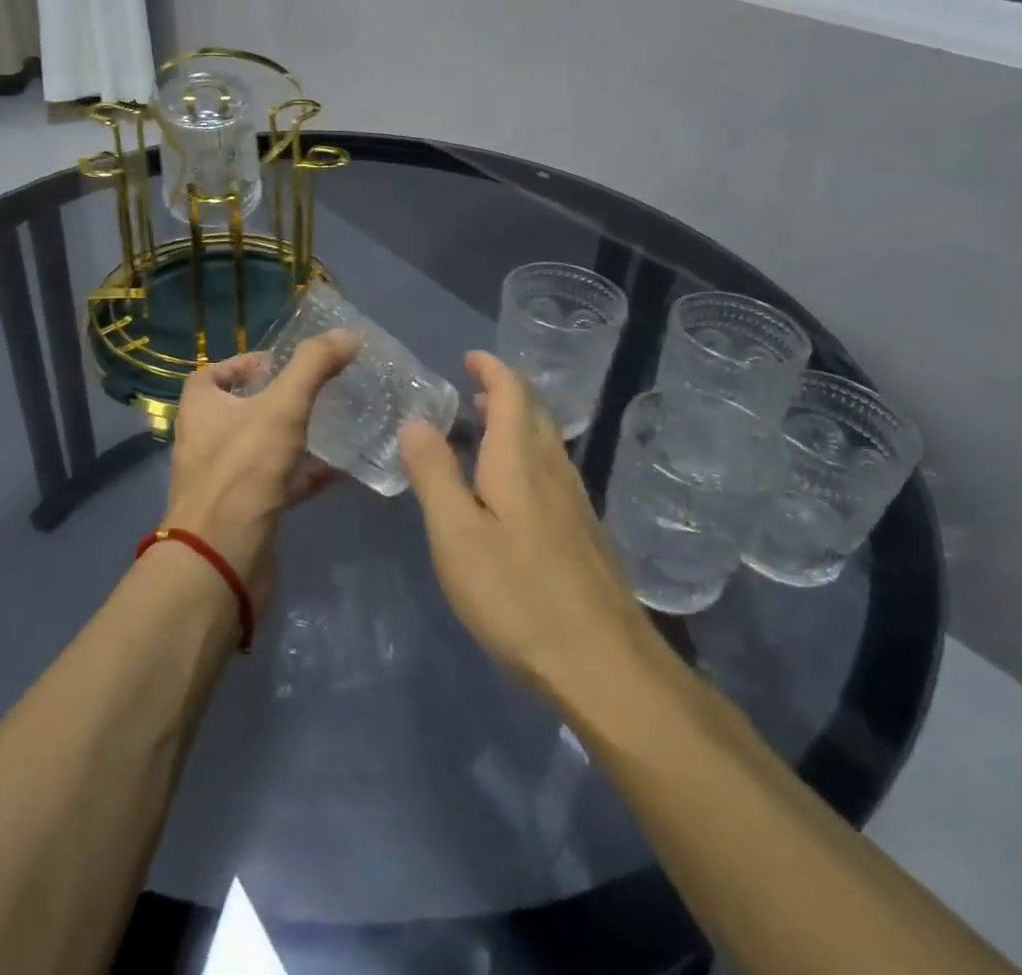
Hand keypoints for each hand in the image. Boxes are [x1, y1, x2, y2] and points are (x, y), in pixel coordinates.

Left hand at [163, 330, 357, 611]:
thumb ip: (314, 367)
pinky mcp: (245, 511)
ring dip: (294, 437)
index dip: (245, 364)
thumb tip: (348, 334)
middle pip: (240, 410)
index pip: (214, 373)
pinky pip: (278, 483)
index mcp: (201, 408)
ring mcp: (224, 479)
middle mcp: (205, 440)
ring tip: (336, 425)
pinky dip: (306, 474)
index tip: (283, 365)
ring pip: (262, 447)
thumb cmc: (244, 471)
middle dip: (277, 400)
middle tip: (317, 392)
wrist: (221, 560)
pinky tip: (342, 471)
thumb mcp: (282, 407)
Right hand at [401, 352, 672, 704]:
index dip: (492, 369)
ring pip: (547, 442)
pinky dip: (528, 455)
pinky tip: (513, 487)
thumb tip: (417, 422)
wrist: (604, 665)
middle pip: (535, 412)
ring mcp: (576, 503)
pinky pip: (553, 471)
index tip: (470, 357)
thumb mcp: (456, 535)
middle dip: (505, 391)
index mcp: (520, 460)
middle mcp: (554, 470)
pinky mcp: (585, 534)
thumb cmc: (517, 594)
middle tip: (472, 389)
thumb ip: (435, 474)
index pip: (512, 393)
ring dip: (517, 423)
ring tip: (486, 427)